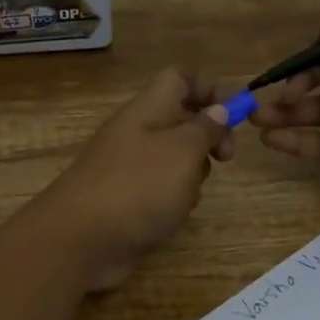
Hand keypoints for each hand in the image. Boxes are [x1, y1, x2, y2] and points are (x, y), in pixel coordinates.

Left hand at [32, 67, 231, 291]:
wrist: (80, 240)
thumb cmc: (138, 187)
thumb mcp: (183, 151)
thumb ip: (205, 129)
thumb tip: (219, 110)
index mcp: (147, 110)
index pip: (180, 78)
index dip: (211, 88)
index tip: (238, 113)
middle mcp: (137, 133)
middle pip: (181, 119)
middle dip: (209, 136)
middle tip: (226, 158)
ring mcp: (129, 169)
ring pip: (174, 158)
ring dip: (193, 173)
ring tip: (191, 192)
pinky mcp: (127, 201)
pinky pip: (161, 190)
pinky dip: (174, 200)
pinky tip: (173, 216)